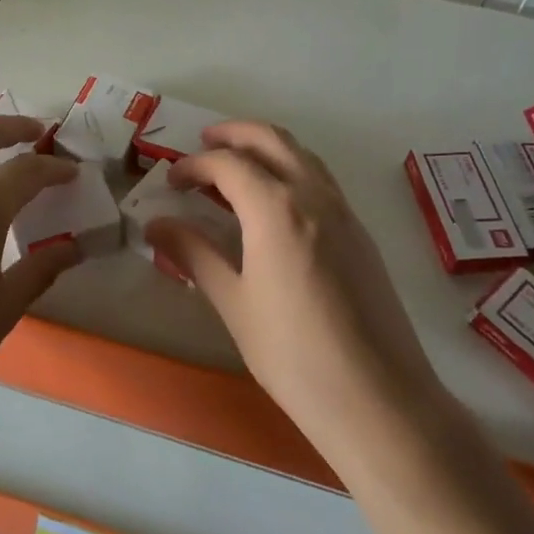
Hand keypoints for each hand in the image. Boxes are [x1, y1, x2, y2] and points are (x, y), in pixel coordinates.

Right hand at [146, 122, 439, 463]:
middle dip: (234, 134)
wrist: (378, 399)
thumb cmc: (293, 354)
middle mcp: (314, 196)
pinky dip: (291, 170)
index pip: (229, 164)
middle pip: (271, 140)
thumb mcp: (234, 303)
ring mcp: (344, 212)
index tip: (172, 181)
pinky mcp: (360, 234)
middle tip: (203, 144)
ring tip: (236, 167)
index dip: (194, 165)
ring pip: (302, 155)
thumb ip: (194, 254)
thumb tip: (155, 225)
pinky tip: (274, 204)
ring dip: (266, 148)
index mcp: (277, 208)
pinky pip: (321, 180)